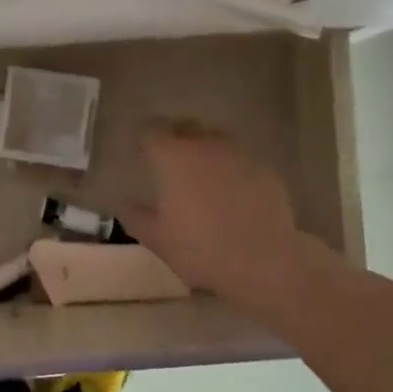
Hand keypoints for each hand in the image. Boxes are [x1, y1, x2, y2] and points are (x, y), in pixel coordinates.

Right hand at [125, 123, 321, 316]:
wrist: (263, 264)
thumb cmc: (200, 250)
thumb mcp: (157, 239)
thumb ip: (136, 217)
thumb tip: (127, 205)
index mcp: (173, 157)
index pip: (152, 131)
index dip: (145, 140)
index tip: (143, 154)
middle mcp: (205, 145)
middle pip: (186, 127)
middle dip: (176, 139)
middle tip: (171, 163)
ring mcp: (239, 154)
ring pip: (216, 140)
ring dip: (206, 151)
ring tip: (203, 177)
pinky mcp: (265, 169)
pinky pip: (241, 160)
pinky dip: (232, 169)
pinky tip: (233, 193)